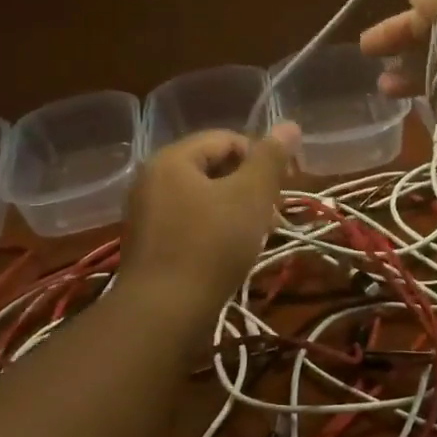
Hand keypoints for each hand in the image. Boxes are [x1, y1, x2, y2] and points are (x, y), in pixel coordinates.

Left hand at [122, 125, 298, 314]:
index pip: (226, 139)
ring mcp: (146, 214)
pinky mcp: (149, 246)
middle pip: (213, 168)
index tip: (287, 185)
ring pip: (203, 199)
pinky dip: (215, 230)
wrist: (164, 312)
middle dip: (251, 186)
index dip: (263, 156)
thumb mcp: (250, 196)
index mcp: (172, 159)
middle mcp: (152, 180)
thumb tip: (289, 124)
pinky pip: (189, 224)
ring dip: (236, 210)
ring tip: (260, 235)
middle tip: (275, 213)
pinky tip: (232, 253)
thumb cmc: (211, 245)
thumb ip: (270, 158)